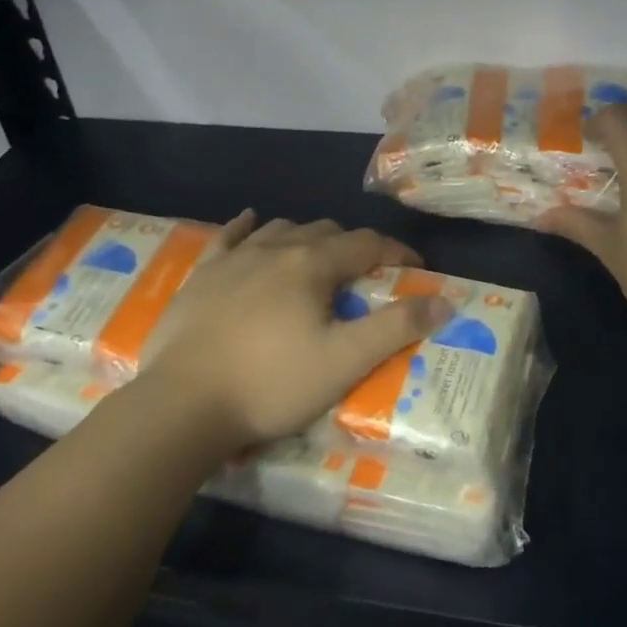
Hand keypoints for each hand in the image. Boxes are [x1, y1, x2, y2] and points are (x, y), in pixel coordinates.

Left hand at [141, 212, 452, 449]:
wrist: (183, 404)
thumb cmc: (271, 384)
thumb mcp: (344, 362)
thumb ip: (396, 328)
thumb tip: (444, 301)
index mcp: (312, 265)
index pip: (366, 244)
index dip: (395, 251)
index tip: (414, 267)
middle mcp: (274, 249)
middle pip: (324, 231)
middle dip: (352, 245)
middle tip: (365, 275)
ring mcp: (233, 259)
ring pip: (279, 229)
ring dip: (305, 237)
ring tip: (316, 257)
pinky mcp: (201, 276)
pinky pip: (228, 237)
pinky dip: (246, 227)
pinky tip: (250, 221)